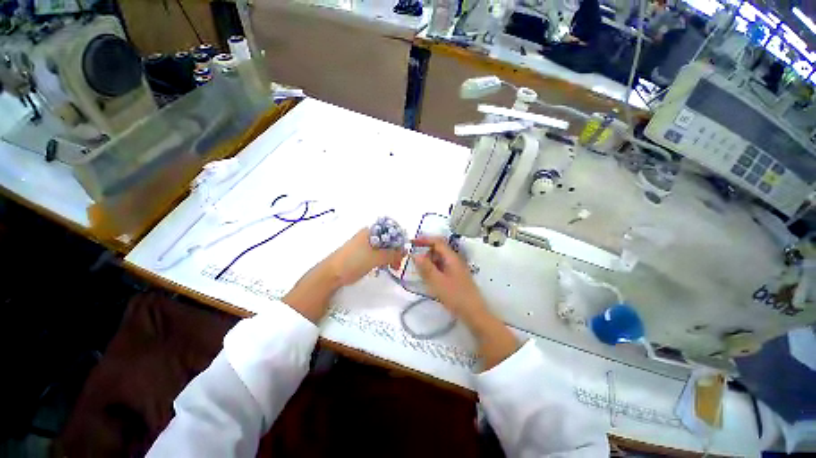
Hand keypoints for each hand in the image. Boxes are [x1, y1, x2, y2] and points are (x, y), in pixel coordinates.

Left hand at [326, 228, 404, 286]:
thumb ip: (392, 254)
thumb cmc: (354, 262)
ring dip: (389, 256)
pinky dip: (382, 259)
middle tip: (398, 263)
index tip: (404, 252)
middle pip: (387, 240)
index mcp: (371, 231)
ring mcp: (363, 244)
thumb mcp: (376, 258)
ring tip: (393, 267)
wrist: (331, 274)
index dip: (399, 240)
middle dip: (395, 250)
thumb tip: (406, 251)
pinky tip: (384, 267)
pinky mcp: (360, 253)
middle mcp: (368, 235)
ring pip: (382, 248)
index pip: (391, 231)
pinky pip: (376, 254)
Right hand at [413, 237, 518, 368]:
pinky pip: (442, 267)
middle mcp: (455, 260)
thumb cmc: (455, 296)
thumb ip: (426, 268)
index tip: (412, 243)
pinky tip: (429, 278)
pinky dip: (434, 269)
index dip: (424, 240)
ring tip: (420, 271)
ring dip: (429, 261)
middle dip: (425, 252)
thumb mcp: (437, 282)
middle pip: (438, 249)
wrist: (474, 313)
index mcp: (452, 258)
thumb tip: (415, 255)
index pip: (437, 242)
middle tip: (415, 261)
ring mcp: (456, 268)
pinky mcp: (456, 277)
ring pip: (440, 259)